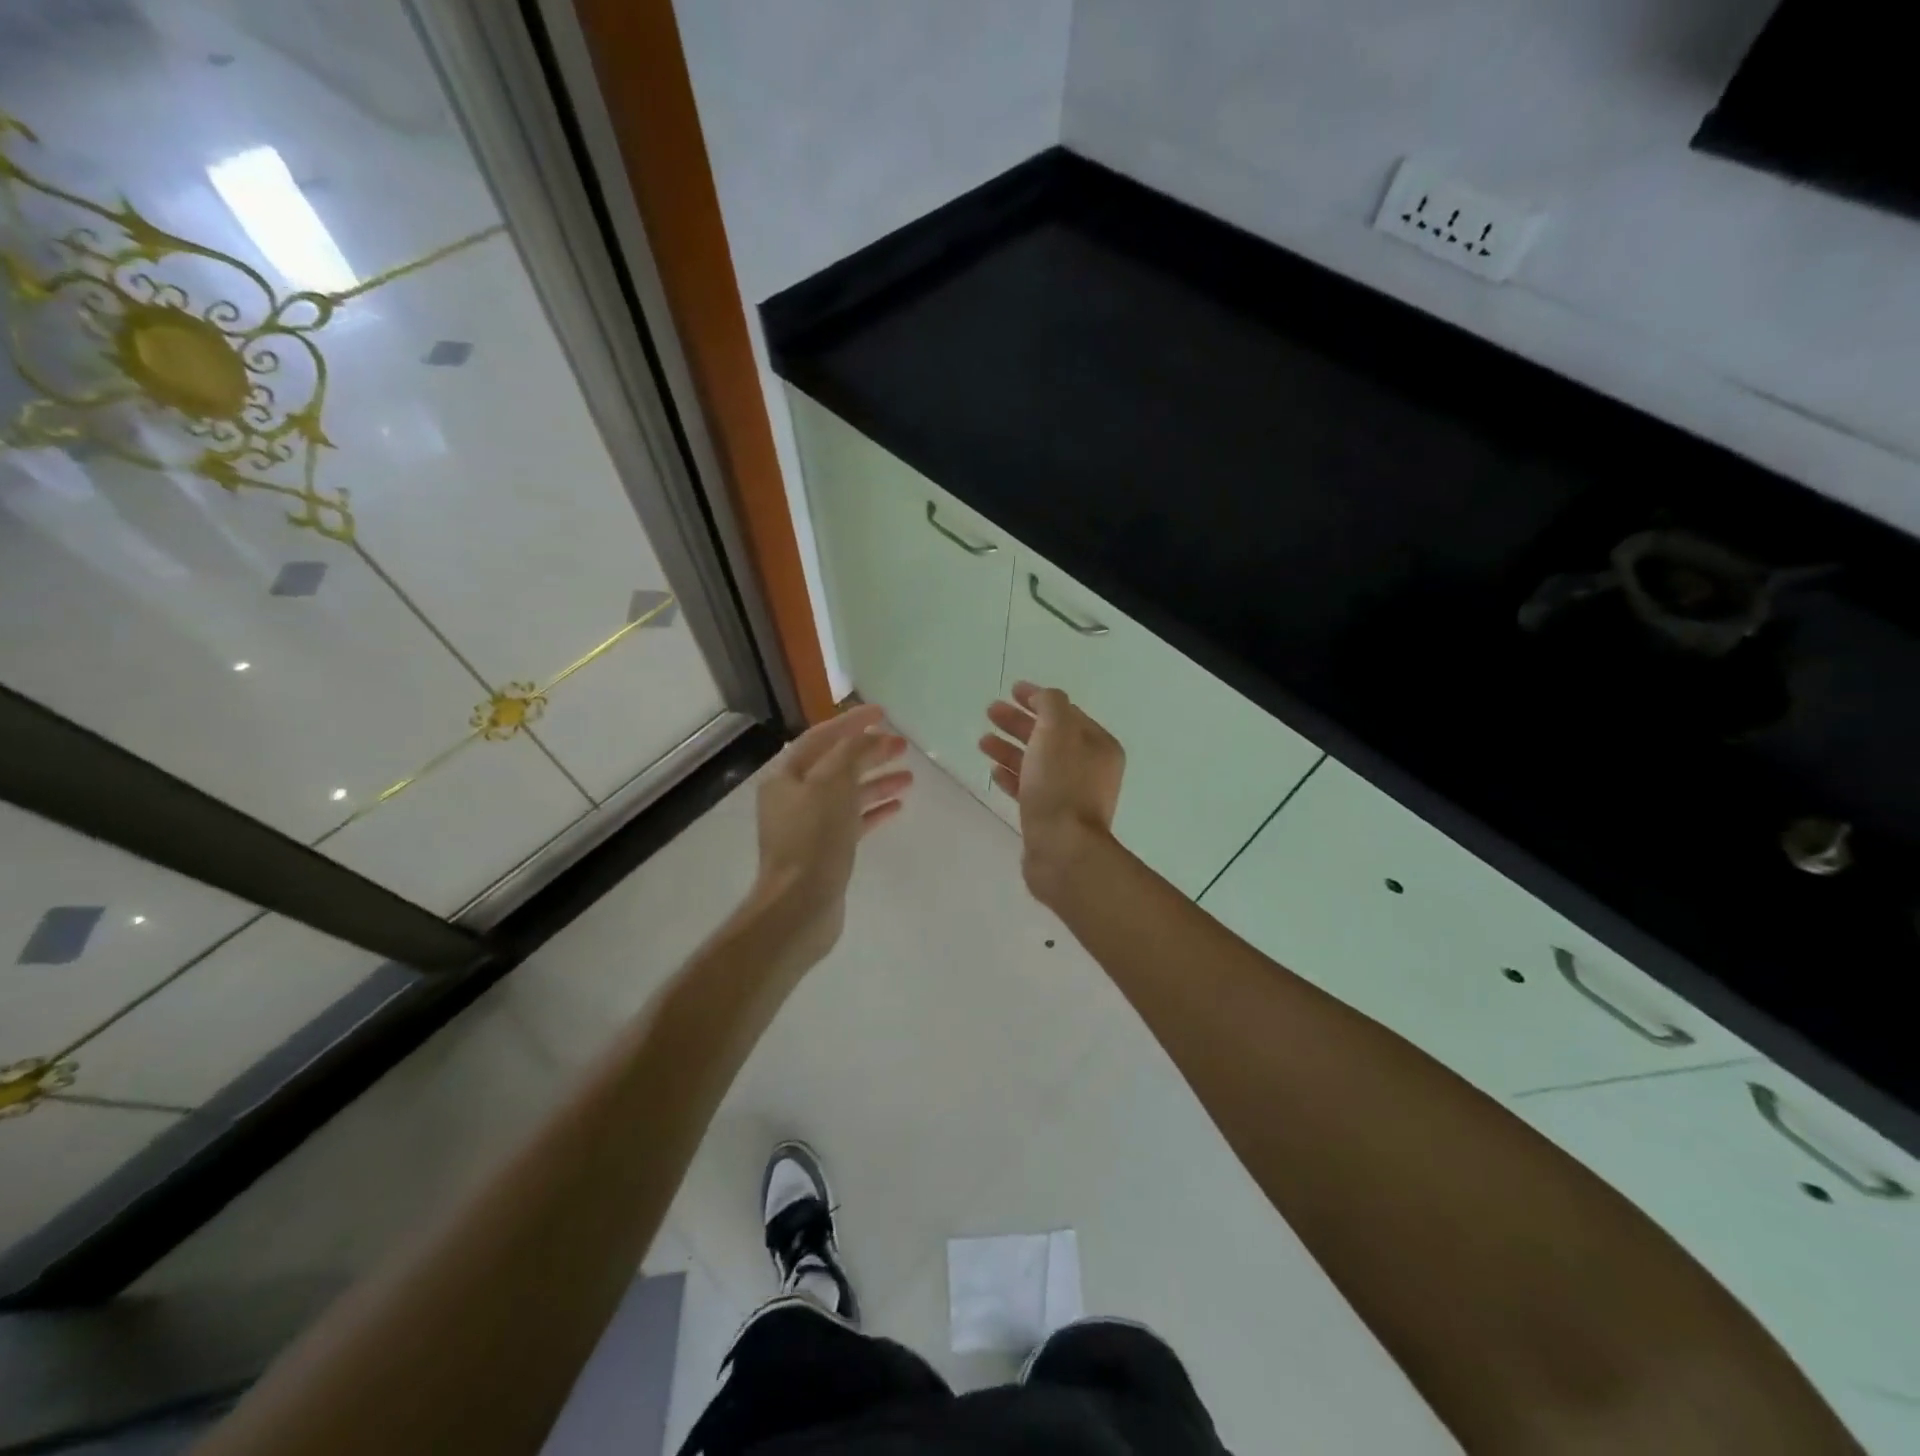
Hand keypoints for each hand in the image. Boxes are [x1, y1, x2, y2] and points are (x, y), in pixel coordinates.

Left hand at [752, 703, 911, 963]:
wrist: (800, 905)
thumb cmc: (814, 838)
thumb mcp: (834, 783)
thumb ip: (853, 752)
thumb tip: (871, 737)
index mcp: (787, 775)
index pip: (822, 736)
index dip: (852, 722)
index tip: (883, 712)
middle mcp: (794, 796)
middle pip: (836, 764)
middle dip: (869, 752)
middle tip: (902, 746)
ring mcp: (809, 825)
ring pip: (847, 793)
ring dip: (877, 780)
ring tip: (909, 776)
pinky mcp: (825, 850)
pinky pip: (853, 820)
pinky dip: (874, 810)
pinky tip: (898, 805)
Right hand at [980, 681, 1123, 902]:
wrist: (1062, 850)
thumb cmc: (1061, 785)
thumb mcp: (1057, 731)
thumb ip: (1051, 705)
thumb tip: (1044, 698)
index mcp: (1098, 746)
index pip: (1066, 712)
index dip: (1039, 699)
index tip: (1011, 690)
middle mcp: (1090, 769)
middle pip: (1050, 736)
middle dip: (1019, 722)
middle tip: (990, 712)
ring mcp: (1071, 795)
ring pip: (1037, 762)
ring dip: (1010, 748)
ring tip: (982, 741)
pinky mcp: (1052, 818)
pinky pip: (1031, 788)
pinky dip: (1013, 776)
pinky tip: (993, 771)